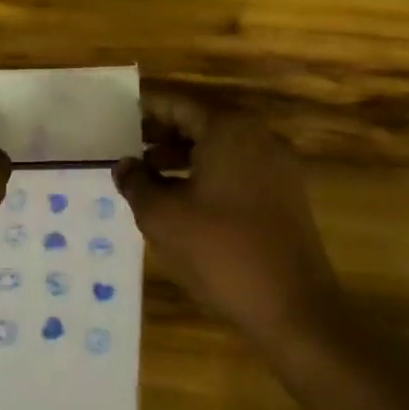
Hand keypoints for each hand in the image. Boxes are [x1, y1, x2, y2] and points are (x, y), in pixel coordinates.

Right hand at [114, 89, 336, 339]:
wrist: (293, 307)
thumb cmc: (220, 251)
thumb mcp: (161, 217)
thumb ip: (136, 182)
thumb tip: (124, 165)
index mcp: (228, 129)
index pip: (177, 102)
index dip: (144, 106)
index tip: (115, 112)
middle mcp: (258, 136)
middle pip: (200, 120)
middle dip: (161, 131)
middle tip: (125, 144)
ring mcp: (277, 165)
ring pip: (219, 145)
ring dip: (182, 154)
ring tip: (146, 173)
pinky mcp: (284, 194)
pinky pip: (236, 168)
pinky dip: (206, 172)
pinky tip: (180, 197)